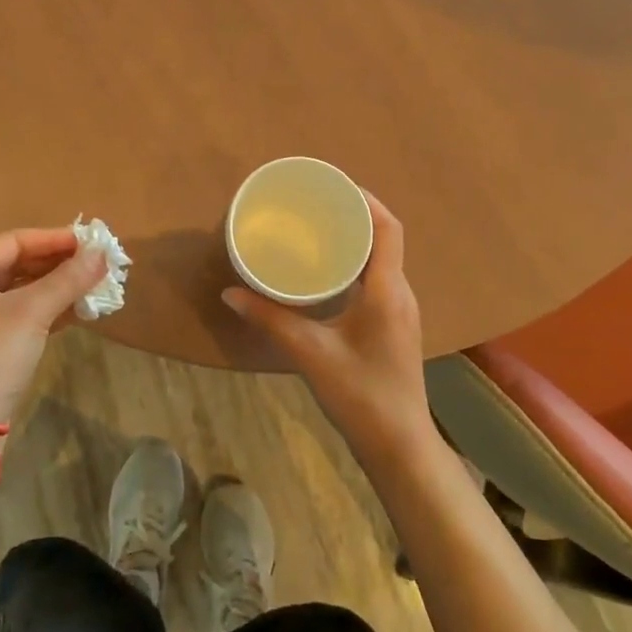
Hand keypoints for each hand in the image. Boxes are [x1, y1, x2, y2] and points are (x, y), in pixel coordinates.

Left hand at [0, 229, 109, 423]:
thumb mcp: (31, 313)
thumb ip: (68, 279)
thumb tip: (102, 253)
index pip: (14, 241)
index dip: (55, 239)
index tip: (91, 243)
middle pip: (18, 264)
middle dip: (59, 264)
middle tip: (97, 264)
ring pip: (21, 291)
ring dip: (57, 288)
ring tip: (95, 285)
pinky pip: (20, 315)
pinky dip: (48, 310)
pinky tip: (80, 311)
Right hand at [222, 193, 436, 461]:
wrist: (399, 446)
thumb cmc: (361, 395)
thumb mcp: (310, 353)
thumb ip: (270, 319)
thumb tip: (231, 292)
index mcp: (386, 290)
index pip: (388, 228)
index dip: (366, 200)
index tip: (334, 185)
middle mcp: (399, 292)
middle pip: (385, 238)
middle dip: (354, 215)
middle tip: (316, 205)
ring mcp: (400, 310)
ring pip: (382, 259)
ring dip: (356, 239)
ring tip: (318, 230)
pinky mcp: (393, 325)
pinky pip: (377, 278)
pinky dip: (356, 263)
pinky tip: (328, 273)